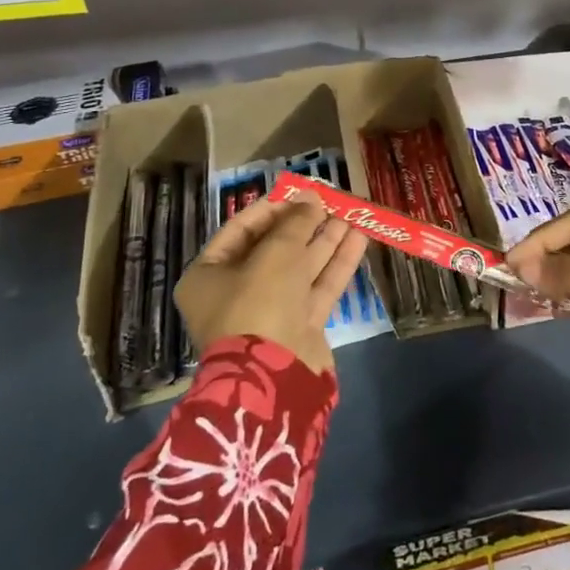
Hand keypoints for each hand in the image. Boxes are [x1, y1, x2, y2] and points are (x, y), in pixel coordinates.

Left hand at [176, 197, 367, 374]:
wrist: (274, 377)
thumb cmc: (258, 303)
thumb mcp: (275, 253)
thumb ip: (296, 222)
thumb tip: (311, 200)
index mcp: (209, 276)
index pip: (240, 230)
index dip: (272, 208)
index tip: (299, 191)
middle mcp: (236, 293)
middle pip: (274, 248)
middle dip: (304, 223)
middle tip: (331, 200)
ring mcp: (270, 312)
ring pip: (301, 267)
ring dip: (326, 239)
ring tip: (352, 213)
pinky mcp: (300, 327)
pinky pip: (318, 287)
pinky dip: (337, 263)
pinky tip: (359, 238)